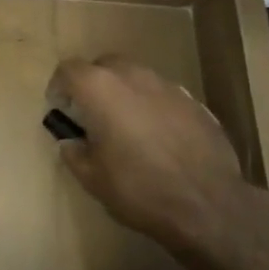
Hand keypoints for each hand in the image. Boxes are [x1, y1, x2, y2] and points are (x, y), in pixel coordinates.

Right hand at [47, 56, 260, 258]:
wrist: (209, 204)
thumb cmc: (140, 189)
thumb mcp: (93, 179)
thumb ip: (74, 153)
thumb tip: (70, 142)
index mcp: (101, 89)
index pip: (69, 70)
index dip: (59, 86)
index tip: (59, 107)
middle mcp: (133, 77)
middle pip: (104, 65)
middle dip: (93, 83)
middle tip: (90, 113)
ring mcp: (168, 86)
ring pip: (136, 77)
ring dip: (124, 93)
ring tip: (125, 125)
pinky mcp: (194, 102)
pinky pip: (162, 95)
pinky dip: (151, 107)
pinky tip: (157, 137)